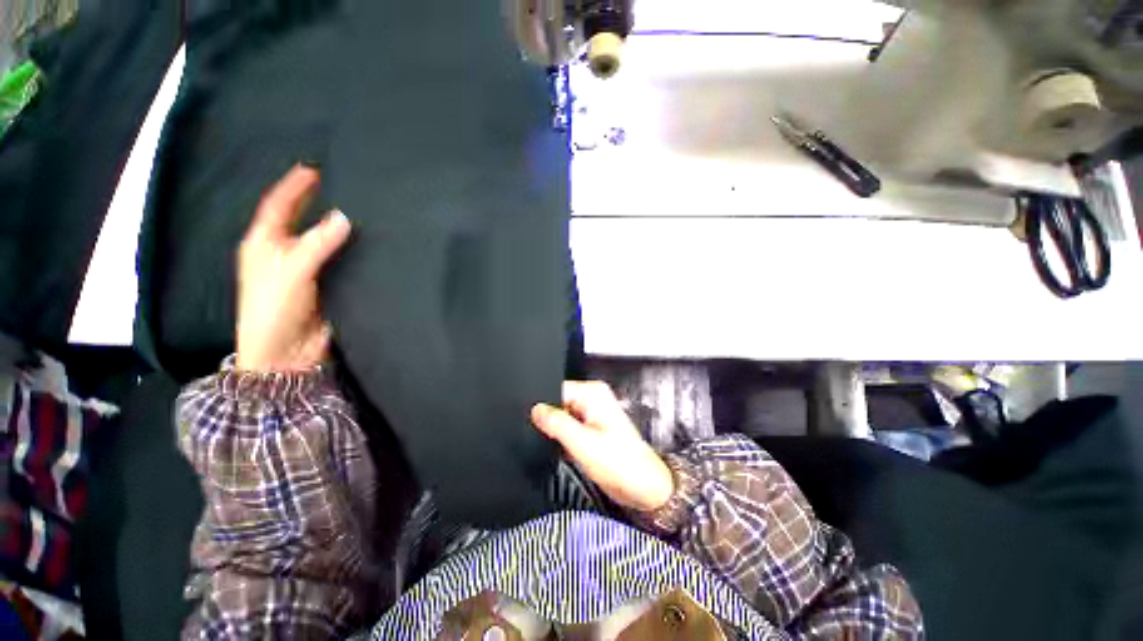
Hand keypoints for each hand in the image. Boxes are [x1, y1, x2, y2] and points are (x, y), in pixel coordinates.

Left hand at [236, 165, 350, 372]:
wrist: (286, 353)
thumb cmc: (273, 309)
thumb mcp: (290, 270)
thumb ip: (317, 243)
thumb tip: (343, 217)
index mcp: (265, 244)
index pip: (278, 206)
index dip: (294, 186)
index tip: (314, 169)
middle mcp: (286, 253)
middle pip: (303, 221)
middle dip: (319, 203)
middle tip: (345, 187)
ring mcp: (308, 270)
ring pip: (326, 242)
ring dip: (340, 229)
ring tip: (363, 212)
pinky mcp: (329, 286)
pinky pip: (343, 263)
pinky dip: (354, 252)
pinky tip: (370, 246)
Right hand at [531, 382, 673, 512]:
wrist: (643, 488)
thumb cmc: (622, 463)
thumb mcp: (583, 443)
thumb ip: (557, 424)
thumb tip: (536, 410)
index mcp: (593, 393)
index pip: (557, 389)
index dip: (544, 406)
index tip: (534, 423)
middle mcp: (593, 399)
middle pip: (558, 403)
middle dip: (551, 421)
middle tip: (552, 438)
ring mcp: (592, 414)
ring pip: (561, 418)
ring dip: (557, 433)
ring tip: (565, 446)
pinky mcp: (591, 430)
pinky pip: (568, 429)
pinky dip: (564, 440)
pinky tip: (567, 451)